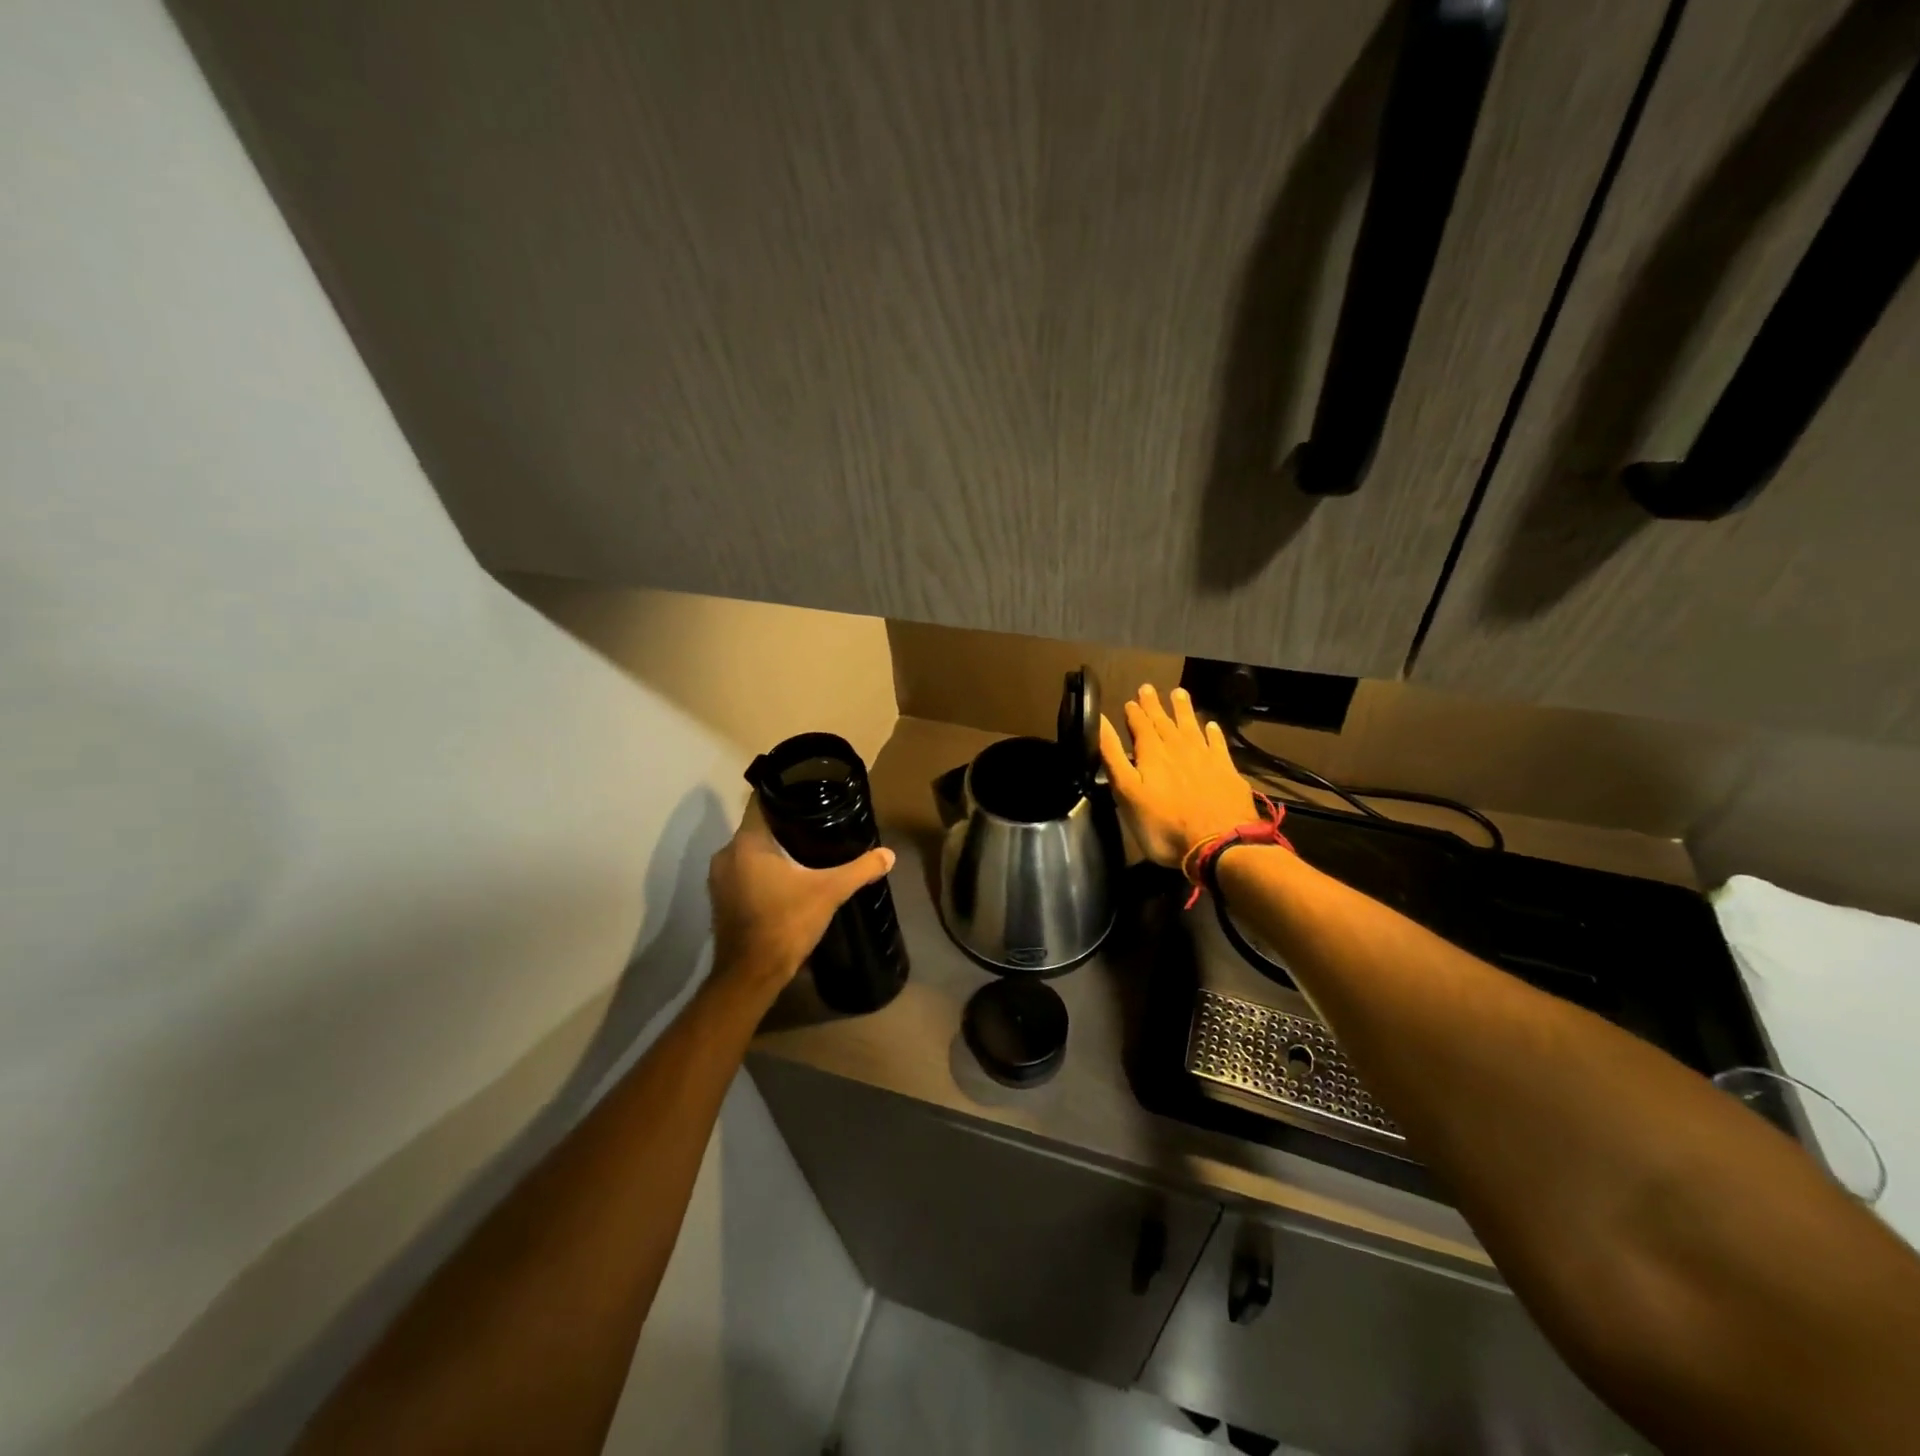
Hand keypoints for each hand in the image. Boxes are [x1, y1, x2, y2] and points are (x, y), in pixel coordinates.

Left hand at [707, 798, 895, 993]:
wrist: (751, 975)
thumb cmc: (786, 923)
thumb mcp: (830, 892)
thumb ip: (859, 869)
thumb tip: (889, 855)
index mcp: (747, 842)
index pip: (762, 802)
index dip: (786, 796)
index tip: (810, 796)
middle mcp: (726, 853)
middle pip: (759, 828)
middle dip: (786, 827)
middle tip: (817, 827)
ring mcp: (718, 878)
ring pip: (750, 852)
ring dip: (773, 852)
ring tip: (806, 854)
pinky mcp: (720, 899)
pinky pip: (743, 873)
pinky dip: (762, 872)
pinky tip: (787, 881)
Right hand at [1099, 684, 1256, 867]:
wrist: (1218, 844)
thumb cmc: (1163, 824)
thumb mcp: (1127, 793)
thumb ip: (1113, 756)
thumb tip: (1100, 721)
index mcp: (1152, 754)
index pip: (1140, 726)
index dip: (1133, 713)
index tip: (1130, 701)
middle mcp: (1178, 748)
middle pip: (1164, 722)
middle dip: (1154, 705)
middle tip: (1148, 687)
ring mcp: (1205, 758)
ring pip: (1191, 726)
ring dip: (1183, 710)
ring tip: (1178, 693)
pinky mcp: (1227, 771)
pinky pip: (1218, 744)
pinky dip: (1213, 733)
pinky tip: (1211, 726)